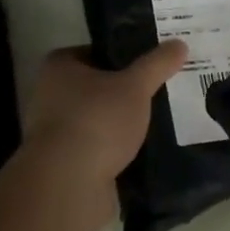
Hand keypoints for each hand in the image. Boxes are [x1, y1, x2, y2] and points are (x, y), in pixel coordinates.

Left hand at [22, 40, 186, 230]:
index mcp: (59, 66)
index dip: (123, 54)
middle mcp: (49, 95)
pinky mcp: (63, 165)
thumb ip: (157, 64)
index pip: (96, 51)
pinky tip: (143, 150)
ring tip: (156, 120)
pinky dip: (115, 150)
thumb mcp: (136, 86)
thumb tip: (180, 43)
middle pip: (96, 86)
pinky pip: (96, 148)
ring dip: (119, 123)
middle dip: (124, 91)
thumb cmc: (96, 120)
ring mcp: (53, 133)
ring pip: (97, 119)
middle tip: (157, 89)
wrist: (68, 186)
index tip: (150, 61)